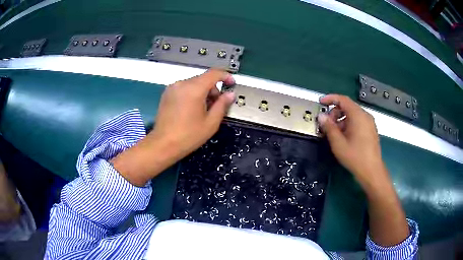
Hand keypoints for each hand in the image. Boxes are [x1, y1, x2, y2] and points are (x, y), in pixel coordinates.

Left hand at [111, 69, 234, 186]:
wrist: (163, 144)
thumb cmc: (188, 136)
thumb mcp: (211, 123)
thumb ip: (222, 105)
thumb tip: (230, 94)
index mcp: (194, 89)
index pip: (214, 73)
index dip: (225, 76)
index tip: (232, 83)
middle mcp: (182, 84)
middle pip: (203, 79)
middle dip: (213, 88)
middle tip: (217, 105)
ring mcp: (172, 88)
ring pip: (193, 83)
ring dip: (203, 91)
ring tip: (203, 109)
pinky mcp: (167, 94)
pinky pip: (184, 88)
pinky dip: (192, 93)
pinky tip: (192, 109)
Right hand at [317, 94, 386, 187]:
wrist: (372, 171)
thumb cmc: (355, 157)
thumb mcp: (338, 143)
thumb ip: (329, 127)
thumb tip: (321, 117)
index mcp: (358, 115)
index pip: (343, 99)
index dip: (330, 98)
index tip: (321, 102)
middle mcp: (365, 115)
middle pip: (348, 106)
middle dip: (335, 112)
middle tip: (327, 124)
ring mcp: (370, 123)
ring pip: (353, 114)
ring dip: (341, 119)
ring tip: (335, 133)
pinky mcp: (371, 130)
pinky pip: (358, 121)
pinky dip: (349, 123)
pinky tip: (345, 137)